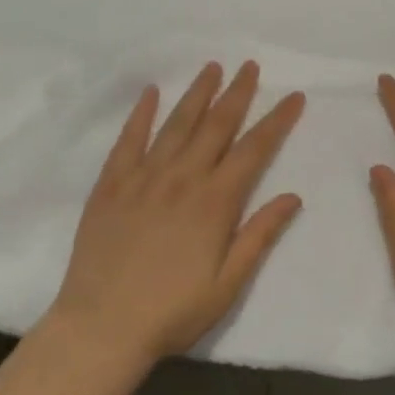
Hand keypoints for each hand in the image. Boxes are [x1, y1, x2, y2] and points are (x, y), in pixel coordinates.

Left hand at [49, 62, 304, 364]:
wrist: (100, 329)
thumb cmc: (171, 312)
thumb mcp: (227, 285)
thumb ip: (259, 235)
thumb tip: (293, 196)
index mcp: (215, 201)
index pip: (254, 148)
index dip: (277, 120)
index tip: (294, 95)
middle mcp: (183, 177)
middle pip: (217, 124)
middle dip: (237, 92)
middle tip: (250, 66)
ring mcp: (145, 176)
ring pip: (177, 123)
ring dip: (197, 93)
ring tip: (212, 67)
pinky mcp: (112, 183)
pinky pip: (129, 139)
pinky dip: (141, 113)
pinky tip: (150, 92)